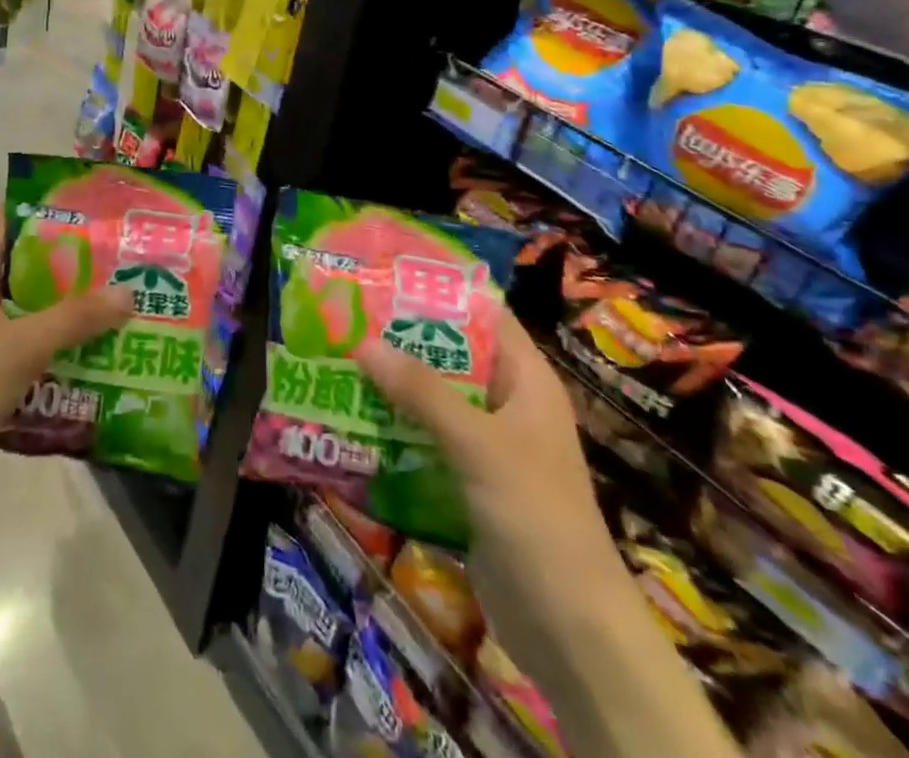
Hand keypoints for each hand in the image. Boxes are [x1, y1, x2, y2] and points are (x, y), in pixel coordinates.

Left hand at [0, 221, 131, 533]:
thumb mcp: (22, 346)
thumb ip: (76, 317)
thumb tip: (129, 292)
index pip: (5, 224)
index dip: (46, 216)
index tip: (93, 218)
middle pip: (21, 272)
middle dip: (68, 271)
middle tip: (118, 268)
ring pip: (22, 318)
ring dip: (62, 318)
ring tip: (114, 314)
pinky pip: (18, 358)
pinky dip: (48, 358)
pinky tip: (87, 365)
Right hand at [356, 308, 615, 616]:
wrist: (570, 631)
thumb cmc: (536, 517)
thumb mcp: (479, 445)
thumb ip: (422, 392)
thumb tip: (363, 342)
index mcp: (526, 381)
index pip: (483, 316)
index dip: (439, 294)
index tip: (385, 277)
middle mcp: (507, 404)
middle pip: (450, 357)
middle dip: (401, 341)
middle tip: (347, 319)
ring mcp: (488, 445)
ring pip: (433, 400)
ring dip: (392, 387)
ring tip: (338, 361)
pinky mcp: (468, 481)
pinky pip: (426, 441)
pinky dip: (395, 429)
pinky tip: (352, 420)